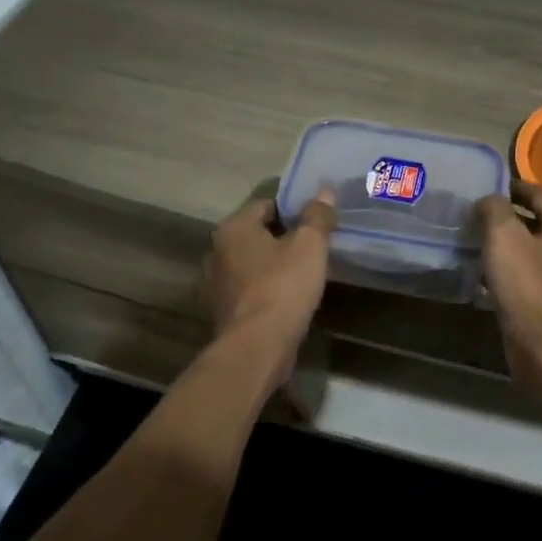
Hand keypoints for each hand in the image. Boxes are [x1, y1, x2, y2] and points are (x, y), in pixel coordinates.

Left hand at [205, 191, 336, 385]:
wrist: (257, 347)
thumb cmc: (283, 287)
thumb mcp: (309, 245)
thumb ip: (317, 216)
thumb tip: (324, 192)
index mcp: (233, 228)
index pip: (266, 204)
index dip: (293, 209)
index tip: (316, 220)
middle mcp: (218, 250)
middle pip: (257, 233)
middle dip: (283, 236)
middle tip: (314, 244)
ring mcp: (217, 283)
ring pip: (253, 262)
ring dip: (274, 264)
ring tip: (304, 271)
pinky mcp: (224, 310)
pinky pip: (251, 288)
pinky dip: (267, 287)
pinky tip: (289, 296)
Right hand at [476, 183, 541, 378]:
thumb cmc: (526, 283)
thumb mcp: (505, 234)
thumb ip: (495, 208)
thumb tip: (489, 200)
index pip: (540, 195)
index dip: (515, 186)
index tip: (488, 186)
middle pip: (536, 223)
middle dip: (507, 217)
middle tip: (476, 214)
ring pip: (528, 253)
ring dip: (504, 246)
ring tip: (474, 243)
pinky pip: (523, 279)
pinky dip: (504, 273)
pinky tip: (482, 278)